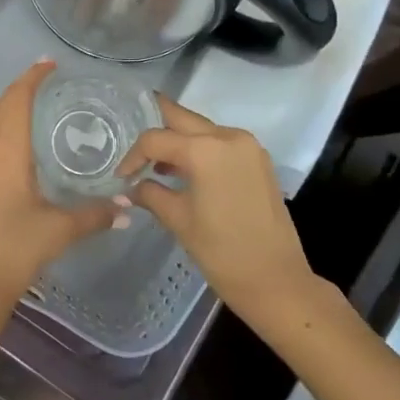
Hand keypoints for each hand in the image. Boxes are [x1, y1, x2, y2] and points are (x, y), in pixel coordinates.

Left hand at [0, 61, 116, 319]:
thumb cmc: (14, 250)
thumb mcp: (59, 230)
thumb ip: (95, 215)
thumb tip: (129, 206)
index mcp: (6, 151)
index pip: (18, 100)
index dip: (33, 78)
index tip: (49, 63)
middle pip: (0, 106)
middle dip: (21, 88)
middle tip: (46, 79)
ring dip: (7, 107)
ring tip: (32, 105)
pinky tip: (12, 144)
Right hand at [120, 97, 314, 321]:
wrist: (276, 281)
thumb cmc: (222, 251)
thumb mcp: (178, 220)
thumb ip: (150, 194)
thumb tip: (131, 187)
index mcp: (205, 150)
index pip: (155, 139)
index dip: (133, 156)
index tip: (122, 177)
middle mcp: (228, 136)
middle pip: (181, 118)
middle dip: (156, 126)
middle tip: (133, 140)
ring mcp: (248, 146)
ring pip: (202, 128)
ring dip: (178, 138)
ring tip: (156, 162)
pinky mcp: (258, 160)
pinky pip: (220, 142)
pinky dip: (200, 149)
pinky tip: (184, 171)